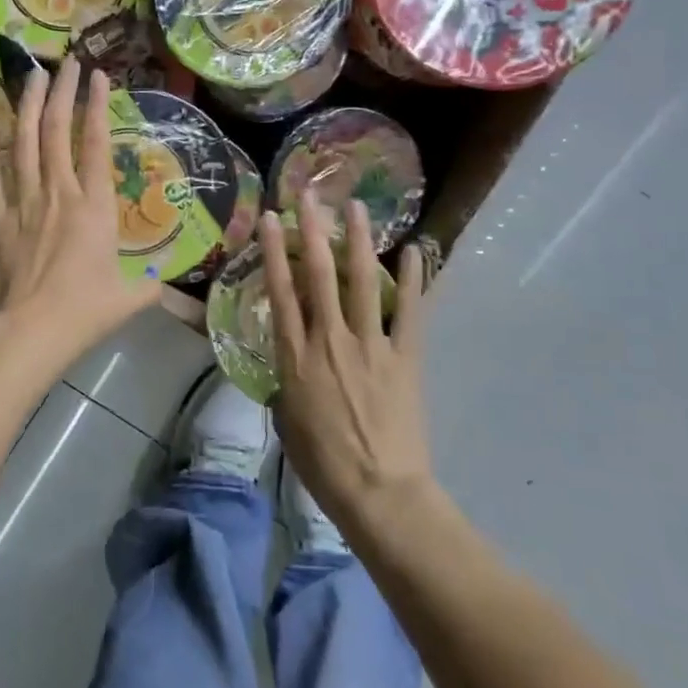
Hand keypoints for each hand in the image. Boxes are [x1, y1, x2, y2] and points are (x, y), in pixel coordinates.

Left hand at [0, 60, 160, 362]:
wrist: (28, 331)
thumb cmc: (83, 312)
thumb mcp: (129, 299)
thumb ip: (150, 286)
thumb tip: (168, 284)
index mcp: (95, 207)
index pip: (96, 145)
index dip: (97, 107)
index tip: (98, 76)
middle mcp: (58, 193)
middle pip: (58, 132)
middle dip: (63, 93)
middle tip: (66, 62)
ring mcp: (23, 202)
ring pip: (25, 143)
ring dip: (29, 107)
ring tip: (32, 75)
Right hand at [261, 194, 431, 528]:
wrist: (378, 493)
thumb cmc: (323, 464)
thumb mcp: (287, 422)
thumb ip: (286, 384)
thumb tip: (290, 366)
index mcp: (296, 357)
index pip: (282, 293)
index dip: (276, 252)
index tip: (272, 219)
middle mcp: (330, 340)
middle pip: (320, 275)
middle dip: (313, 230)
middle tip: (310, 194)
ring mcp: (371, 346)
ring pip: (362, 282)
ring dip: (359, 241)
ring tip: (357, 206)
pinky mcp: (405, 358)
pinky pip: (410, 312)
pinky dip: (413, 281)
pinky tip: (414, 251)